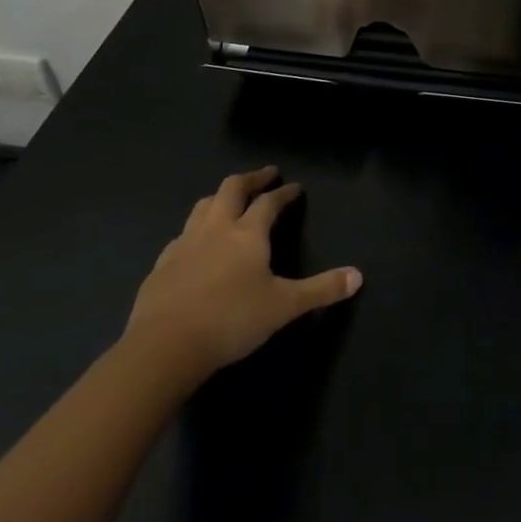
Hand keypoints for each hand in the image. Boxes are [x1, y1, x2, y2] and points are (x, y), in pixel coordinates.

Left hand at [125, 167, 361, 375]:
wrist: (164, 346)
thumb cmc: (231, 320)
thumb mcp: (284, 307)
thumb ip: (320, 289)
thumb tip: (358, 276)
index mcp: (247, 233)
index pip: (269, 202)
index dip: (284, 193)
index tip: (294, 187)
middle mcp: (216, 228)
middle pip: (232, 189)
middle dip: (251, 179)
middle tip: (265, 176)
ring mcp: (185, 243)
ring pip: (203, 206)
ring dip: (220, 197)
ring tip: (230, 200)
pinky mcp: (162, 264)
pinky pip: (182, 234)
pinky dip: (196, 228)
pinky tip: (196, 243)